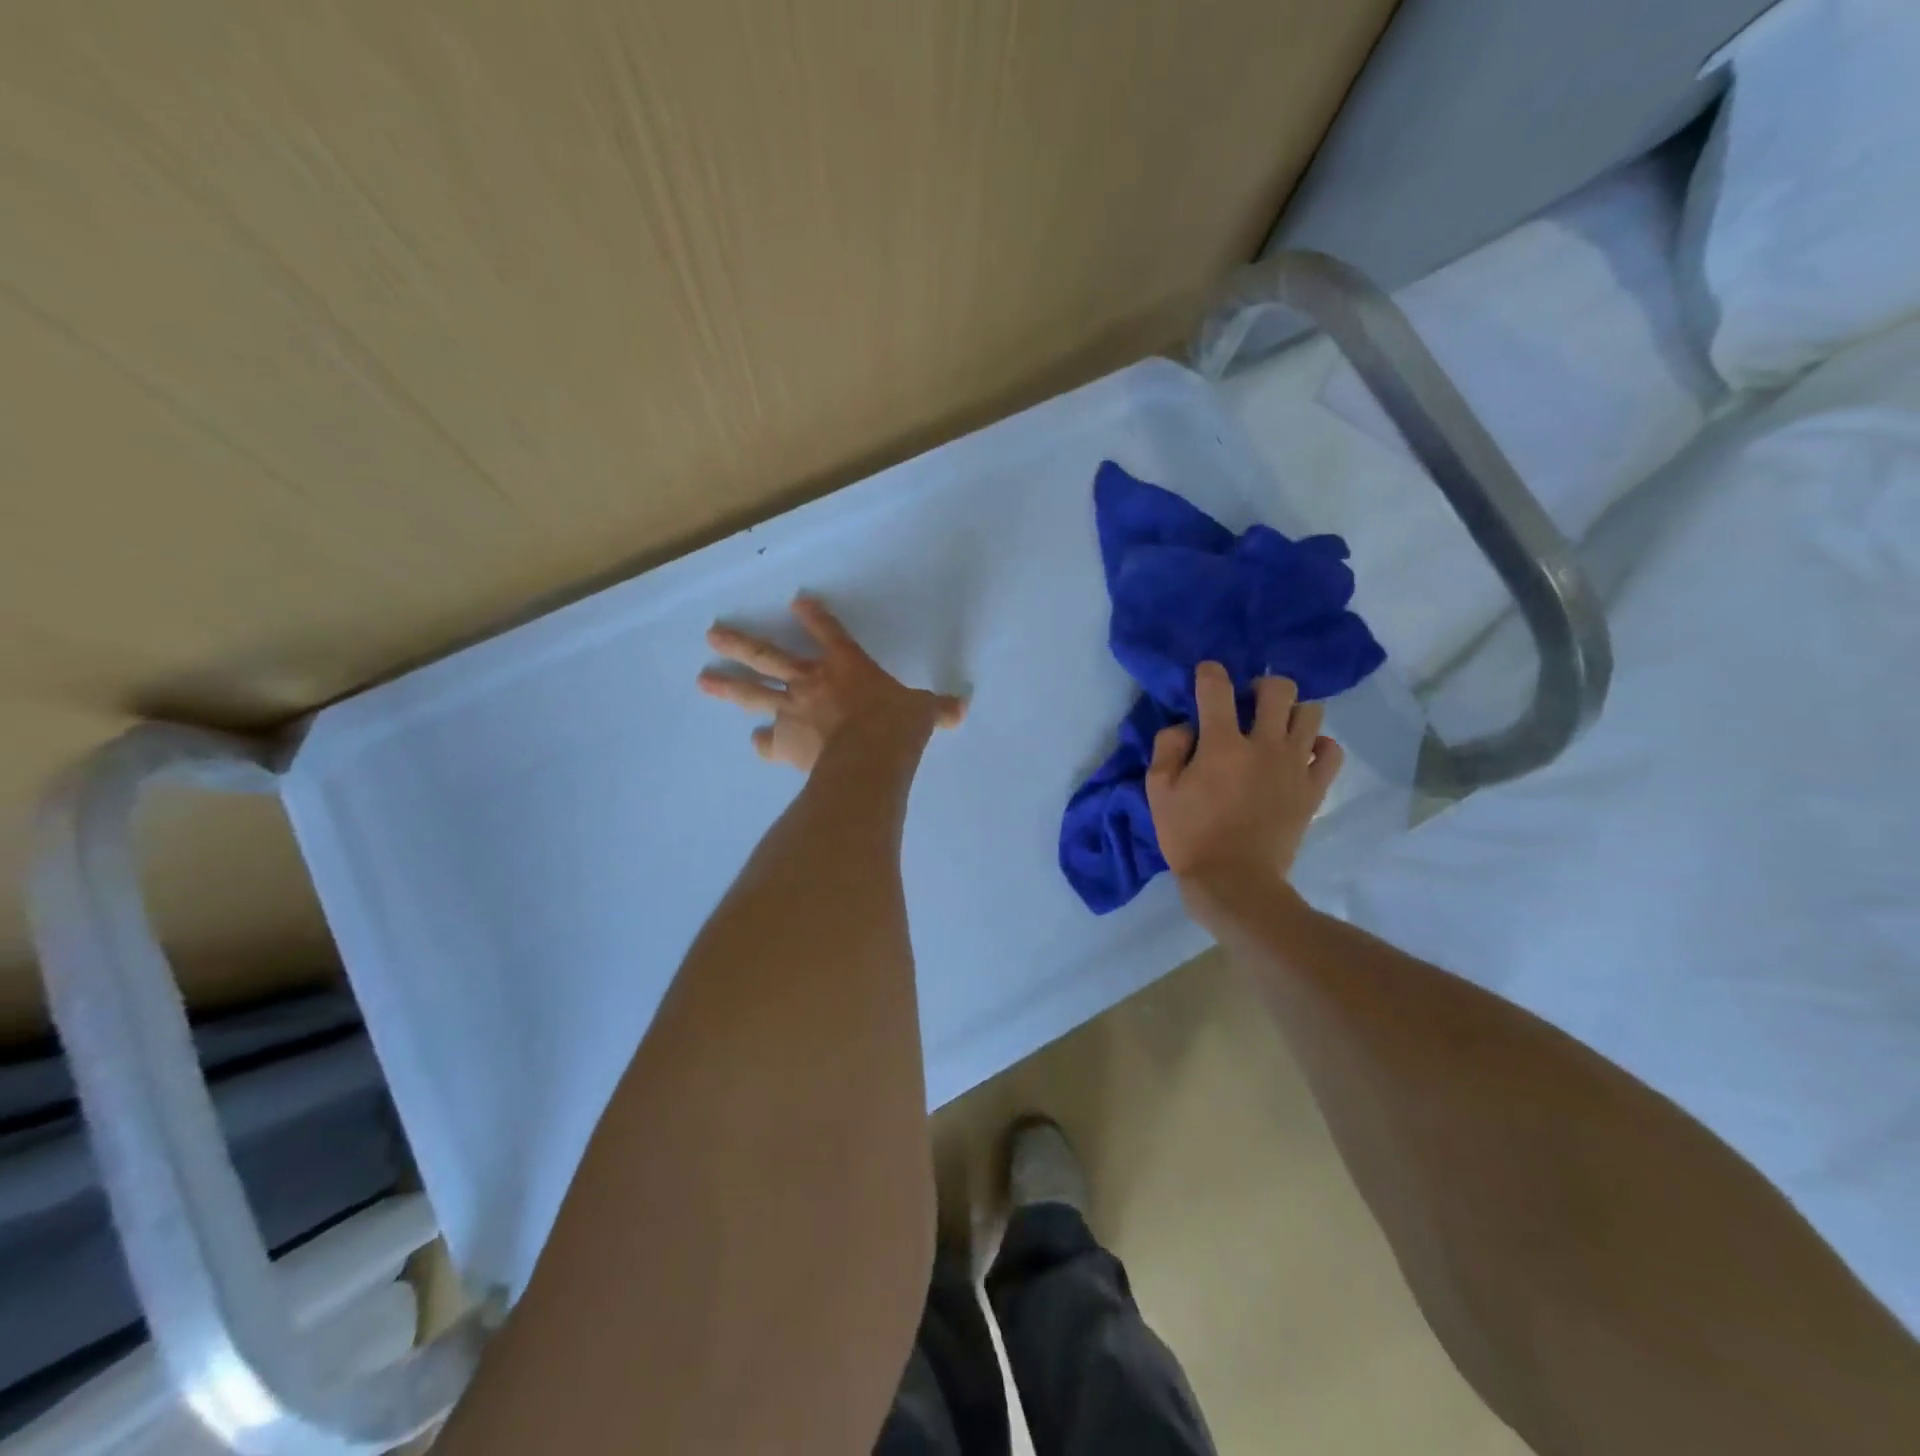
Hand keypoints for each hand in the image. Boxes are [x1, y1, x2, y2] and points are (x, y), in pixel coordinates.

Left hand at [698, 595, 965, 771]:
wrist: (869, 758)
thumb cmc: (897, 726)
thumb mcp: (924, 713)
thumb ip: (937, 709)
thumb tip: (961, 709)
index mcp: (847, 665)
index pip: (829, 632)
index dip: (814, 616)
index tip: (798, 601)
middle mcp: (812, 681)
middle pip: (768, 656)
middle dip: (740, 643)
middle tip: (712, 635)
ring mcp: (793, 710)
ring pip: (754, 692)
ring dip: (728, 685)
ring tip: (704, 679)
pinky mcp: (786, 741)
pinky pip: (769, 741)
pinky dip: (764, 743)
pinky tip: (757, 744)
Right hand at [1145, 662, 1343, 900]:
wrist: (1235, 882)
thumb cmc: (1189, 837)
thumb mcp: (1158, 792)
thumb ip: (1168, 748)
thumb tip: (1186, 726)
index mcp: (1221, 745)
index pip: (1217, 688)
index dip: (1210, 673)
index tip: (1206, 675)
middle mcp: (1264, 745)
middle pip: (1279, 689)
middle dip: (1262, 686)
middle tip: (1248, 703)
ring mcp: (1294, 766)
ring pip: (1311, 713)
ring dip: (1291, 712)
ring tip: (1276, 728)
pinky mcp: (1313, 789)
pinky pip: (1330, 751)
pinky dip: (1318, 745)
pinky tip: (1300, 754)